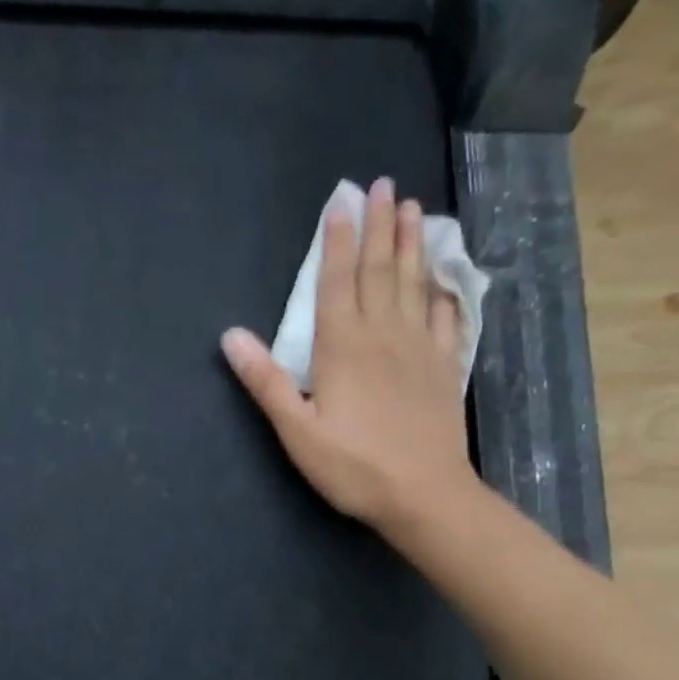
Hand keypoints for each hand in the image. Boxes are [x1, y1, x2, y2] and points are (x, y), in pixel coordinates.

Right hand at [221, 177, 479, 531]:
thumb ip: (265, 380)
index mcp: (343, 347)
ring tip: (413, 209)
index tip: (342, 202)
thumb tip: (230, 336)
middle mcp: (384, 335)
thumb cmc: (353, 466)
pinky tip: (446, 276)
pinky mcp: (446, 367)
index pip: (337, 283)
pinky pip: (448, 317)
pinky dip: (446, 290)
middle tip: (384, 185)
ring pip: (416, 284)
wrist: (424, 495)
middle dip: (379, 226)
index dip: (338, 241)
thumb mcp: (296, 430)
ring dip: (412, 244)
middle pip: (381, 271)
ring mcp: (421, 348)